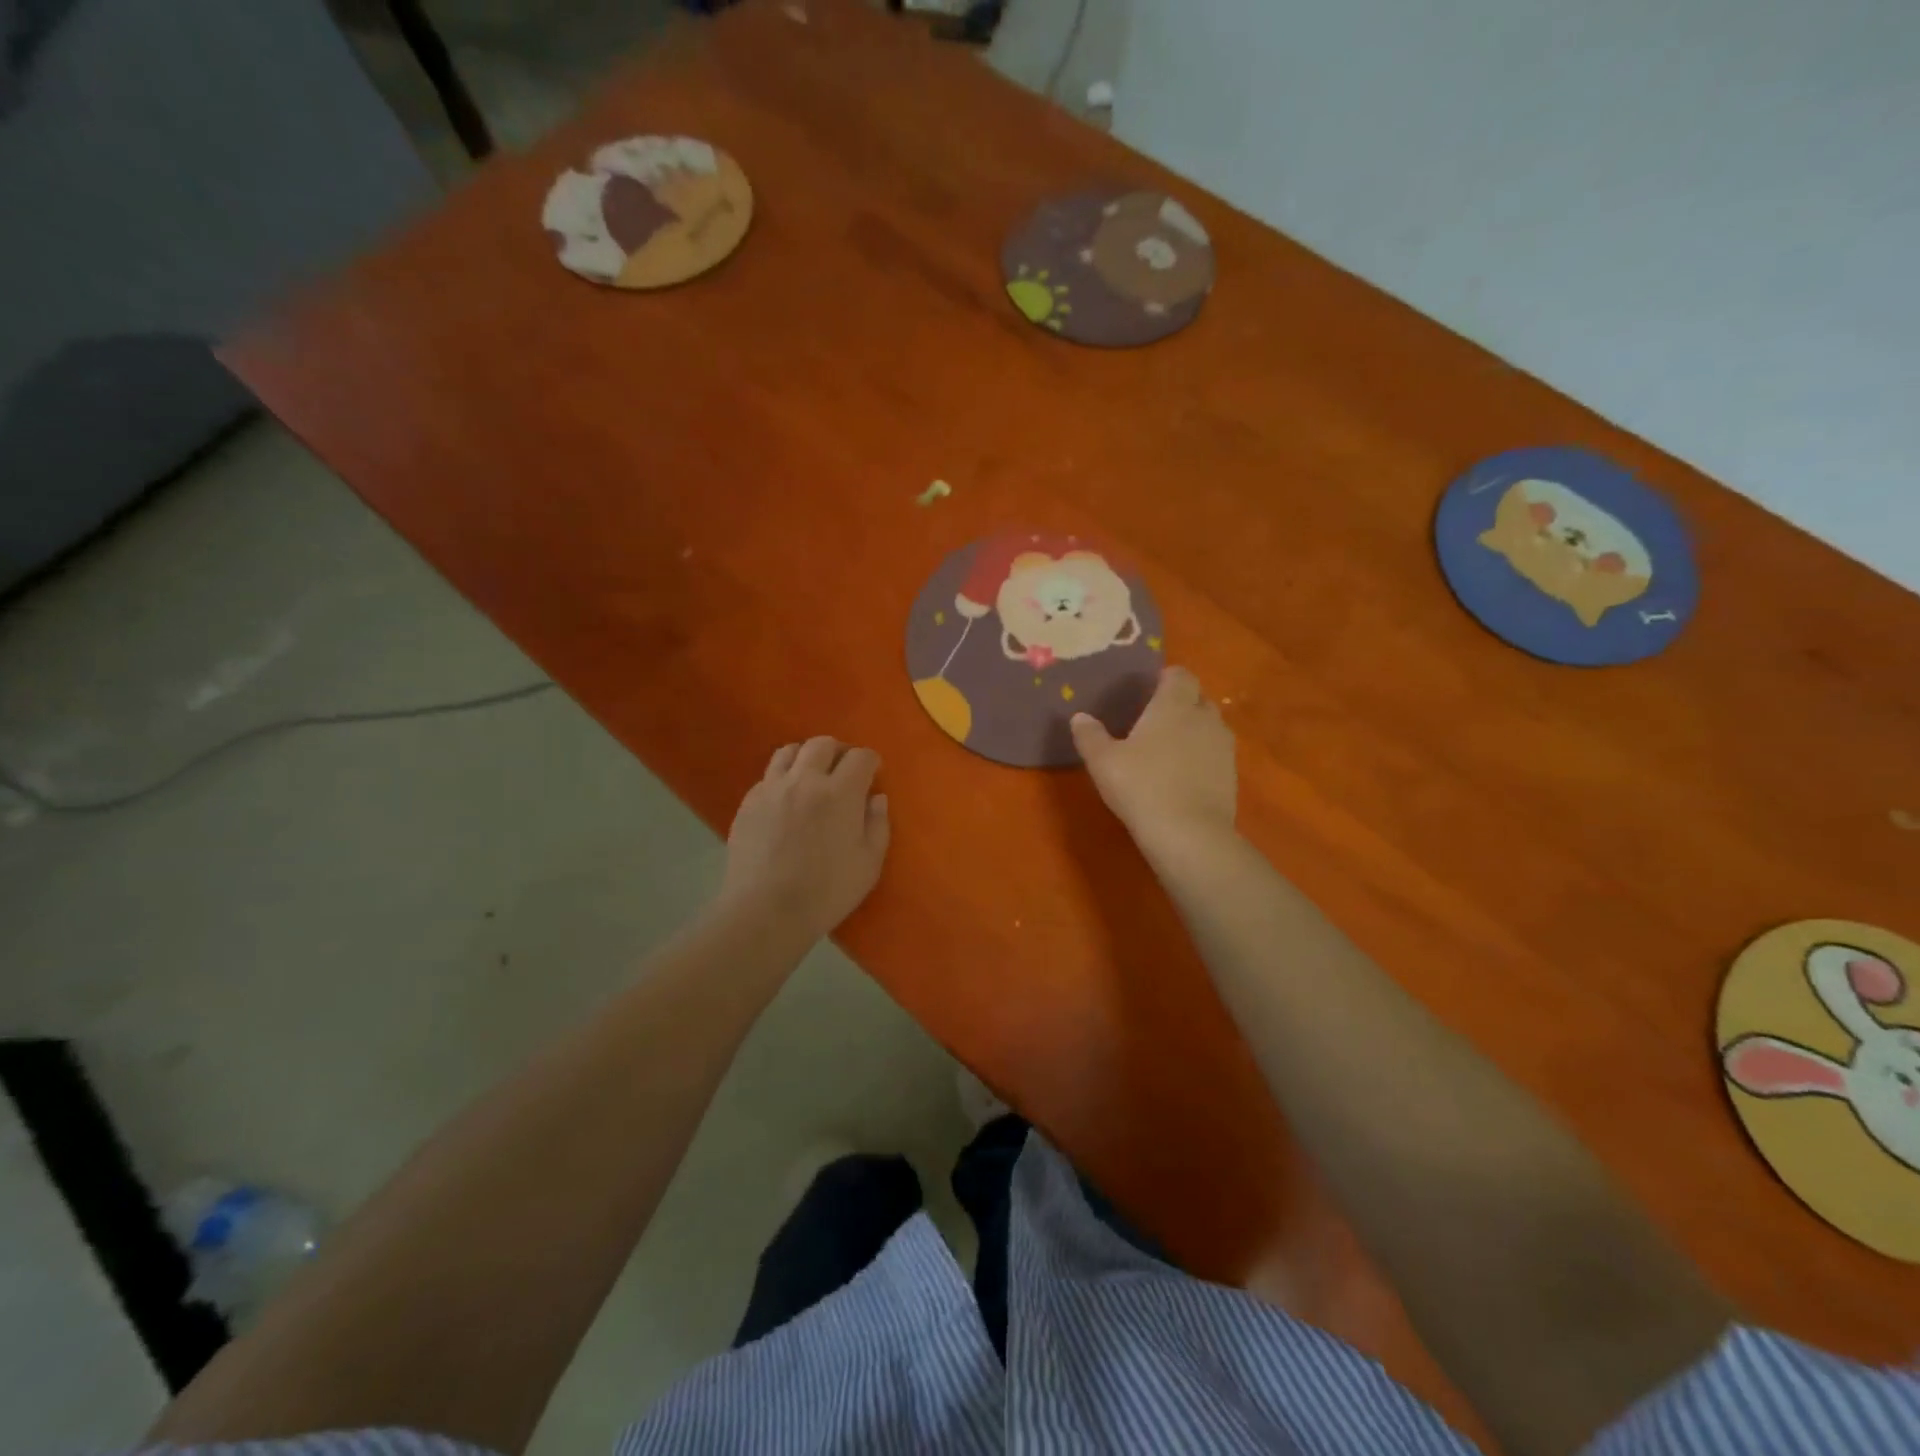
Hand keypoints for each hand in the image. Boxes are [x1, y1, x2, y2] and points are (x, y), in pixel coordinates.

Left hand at [718, 736, 890, 943]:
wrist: (765, 911)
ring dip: (806, 757)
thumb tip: (876, 798)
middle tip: (843, 772)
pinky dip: (782, 779)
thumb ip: (877, 825)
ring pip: (789, 751)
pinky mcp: (748, 803)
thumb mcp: (868, 864)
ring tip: (812, 777)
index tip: (873, 775)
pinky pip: (768, 776)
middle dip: (838, 752)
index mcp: (840, 793)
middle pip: (822, 744)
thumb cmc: (826, 892)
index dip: (871, 762)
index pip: (860, 757)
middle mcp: (804, 780)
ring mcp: (772, 789)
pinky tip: (786, 801)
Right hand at [1070, 667, 1236, 852]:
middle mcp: (1204, 718)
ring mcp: (1223, 747)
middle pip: (1197, 698)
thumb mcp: (1103, 761)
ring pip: (1209, 726)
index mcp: (1174, 705)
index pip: (1179, 675)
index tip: (1148, 691)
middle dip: (1180, 703)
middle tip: (1154, 720)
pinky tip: (1181, 777)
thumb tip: (1079, 717)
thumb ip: (1090, 735)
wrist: (1189, 834)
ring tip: (1168, 749)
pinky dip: (1201, 757)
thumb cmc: (1142, 786)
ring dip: (1193, 730)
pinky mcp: (1231, 774)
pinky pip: (1215, 754)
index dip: (1165, 678)